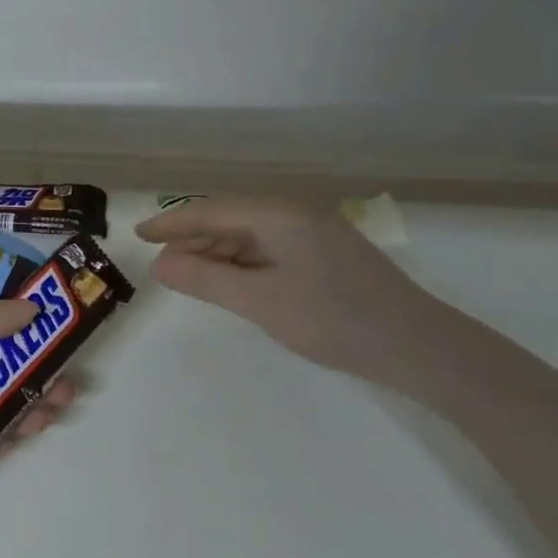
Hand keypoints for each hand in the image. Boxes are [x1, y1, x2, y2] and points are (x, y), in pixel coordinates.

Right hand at [135, 196, 441, 387]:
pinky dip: (243, 262)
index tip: (138, 236)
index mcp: (278, 214)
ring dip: (217, 252)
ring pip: (251, 234)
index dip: (172, 223)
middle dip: (193, 238)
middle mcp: (295, 213)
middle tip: (160, 264)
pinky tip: (230, 280)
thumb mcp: (261, 302)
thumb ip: (206, 280)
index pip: (211, 211)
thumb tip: (160, 265)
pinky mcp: (326, 253)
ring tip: (186, 274)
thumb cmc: (334, 320)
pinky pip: (270, 247)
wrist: (418, 346)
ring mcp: (315, 232)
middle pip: (231, 218)